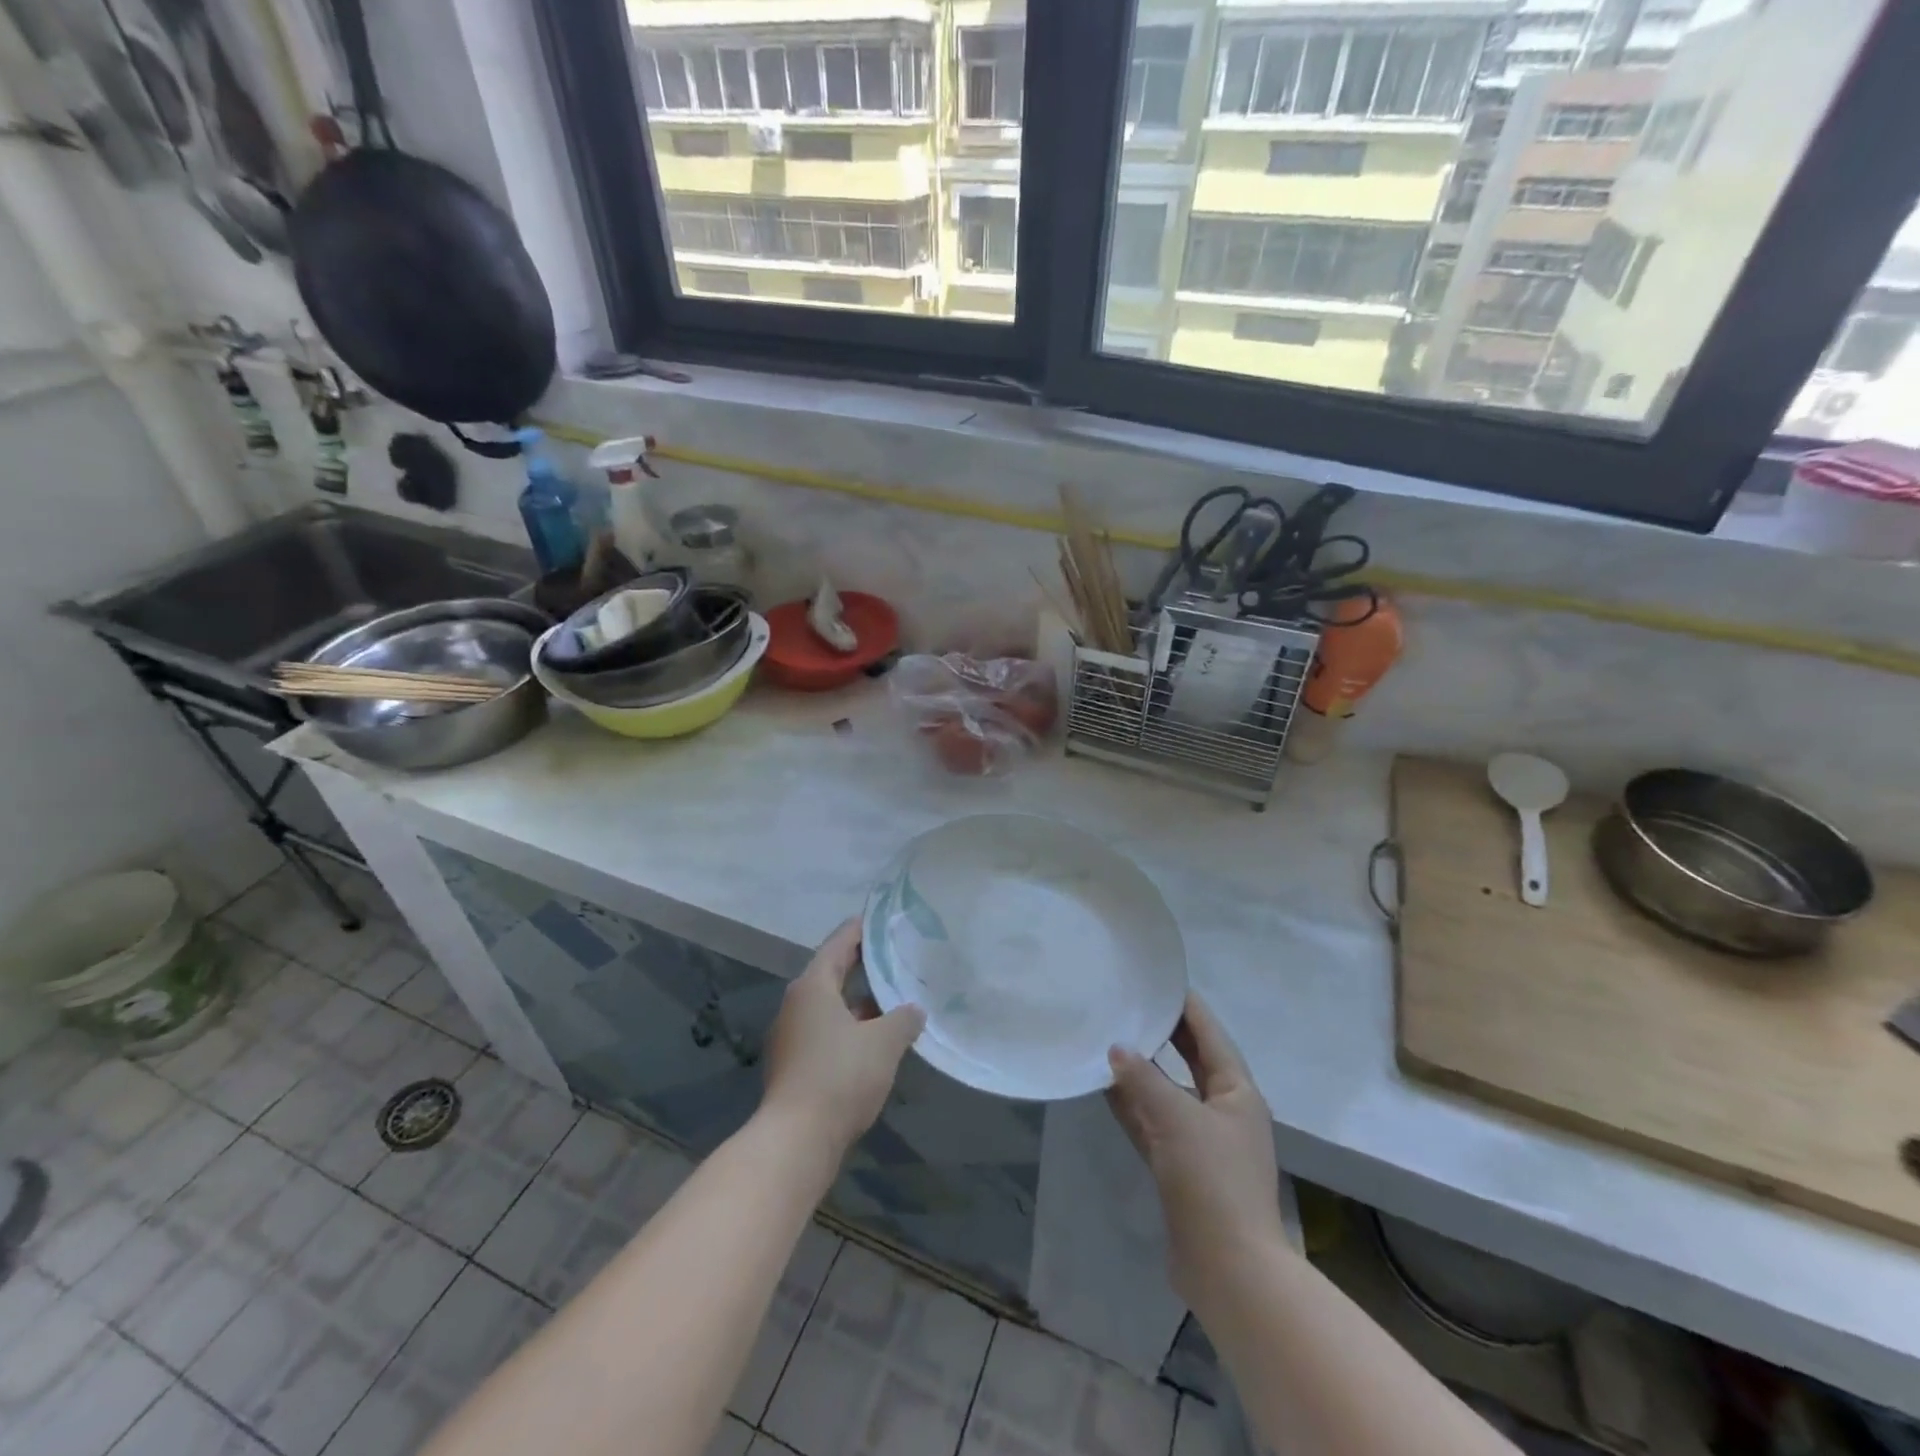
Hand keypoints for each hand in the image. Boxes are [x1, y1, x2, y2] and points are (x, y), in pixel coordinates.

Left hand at [761, 919, 924, 1158]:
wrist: (796, 1140)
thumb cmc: (840, 1076)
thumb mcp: (884, 1043)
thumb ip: (903, 1019)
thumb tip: (914, 1010)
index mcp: (812, 987)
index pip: (838, 944)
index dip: (860, 930)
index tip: (881, 920)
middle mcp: (796, 1005)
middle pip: (831, 974)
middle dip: (862, 966)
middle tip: (894, 956)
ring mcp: (791, 1037)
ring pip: (830, 1007)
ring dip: (858, 1002)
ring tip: (893, 1000)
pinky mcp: (793, 1066)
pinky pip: (826, 1032)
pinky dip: (849, 1028)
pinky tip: (875, 1041)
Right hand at [1107, 993, 1287, 1308]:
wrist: (1228, 1269)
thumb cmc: (1212, 1180)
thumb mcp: (1177, 1118)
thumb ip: (1143, 1079)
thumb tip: (1116, 1048)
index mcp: (1237, 1091)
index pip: (1209, 1034)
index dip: (1186, 1005)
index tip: (1158, 979)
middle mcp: (1223, 1110)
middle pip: (1190, 1060)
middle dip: (1162, 1034)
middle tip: (1129, 1002)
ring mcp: (1201, 1141)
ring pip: (1168, 1091)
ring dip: (1142, 1070)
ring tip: (1109, 1038)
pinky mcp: (1181, 1168)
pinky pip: (1153, 1123)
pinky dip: (1133, 1105)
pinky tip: (1105, 1088)